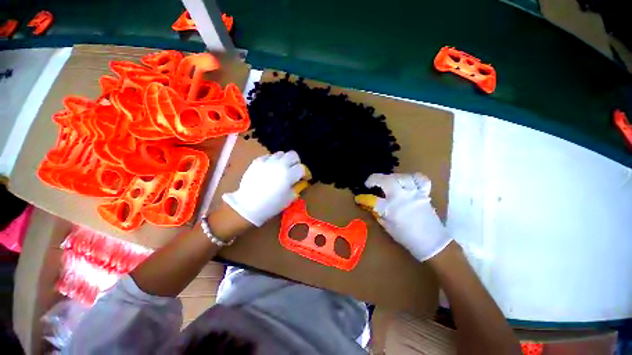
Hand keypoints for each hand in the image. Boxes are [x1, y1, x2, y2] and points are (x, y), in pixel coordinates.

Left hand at [222, 151, 308, 226]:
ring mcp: (267, 161)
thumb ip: (298, 187)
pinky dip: (272, 160)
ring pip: (281, 153)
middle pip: (293, 155)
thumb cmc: (271, 205)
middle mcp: (279, 165)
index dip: (305, 173)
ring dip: (284, 160)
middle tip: (294, 170)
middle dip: (296, 162)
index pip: (302, 168)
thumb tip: (301, 181)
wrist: (248, 205)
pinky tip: (270, 169)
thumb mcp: (289, 198)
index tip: (304, 178)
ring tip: (281, 169)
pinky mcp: (257, 161)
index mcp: (288, 175)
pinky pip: (268, 156)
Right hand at [355, 173, 451, 260]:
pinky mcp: (424, 193)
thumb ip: (378, 213)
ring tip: (388, 182)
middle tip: (371, 183)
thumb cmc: (407, 237)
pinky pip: (420, 179)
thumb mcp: (387, 227)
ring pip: (401, 176)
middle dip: (374, 178)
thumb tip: (370, 204)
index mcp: (391, 209)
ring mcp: (414, 193)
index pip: (372, 200)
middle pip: (386, 180)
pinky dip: (413, 178)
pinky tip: (408, 181)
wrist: (432, 242)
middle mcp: (401, 198)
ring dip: (391, 177)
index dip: (363, 198)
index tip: (359, 198)